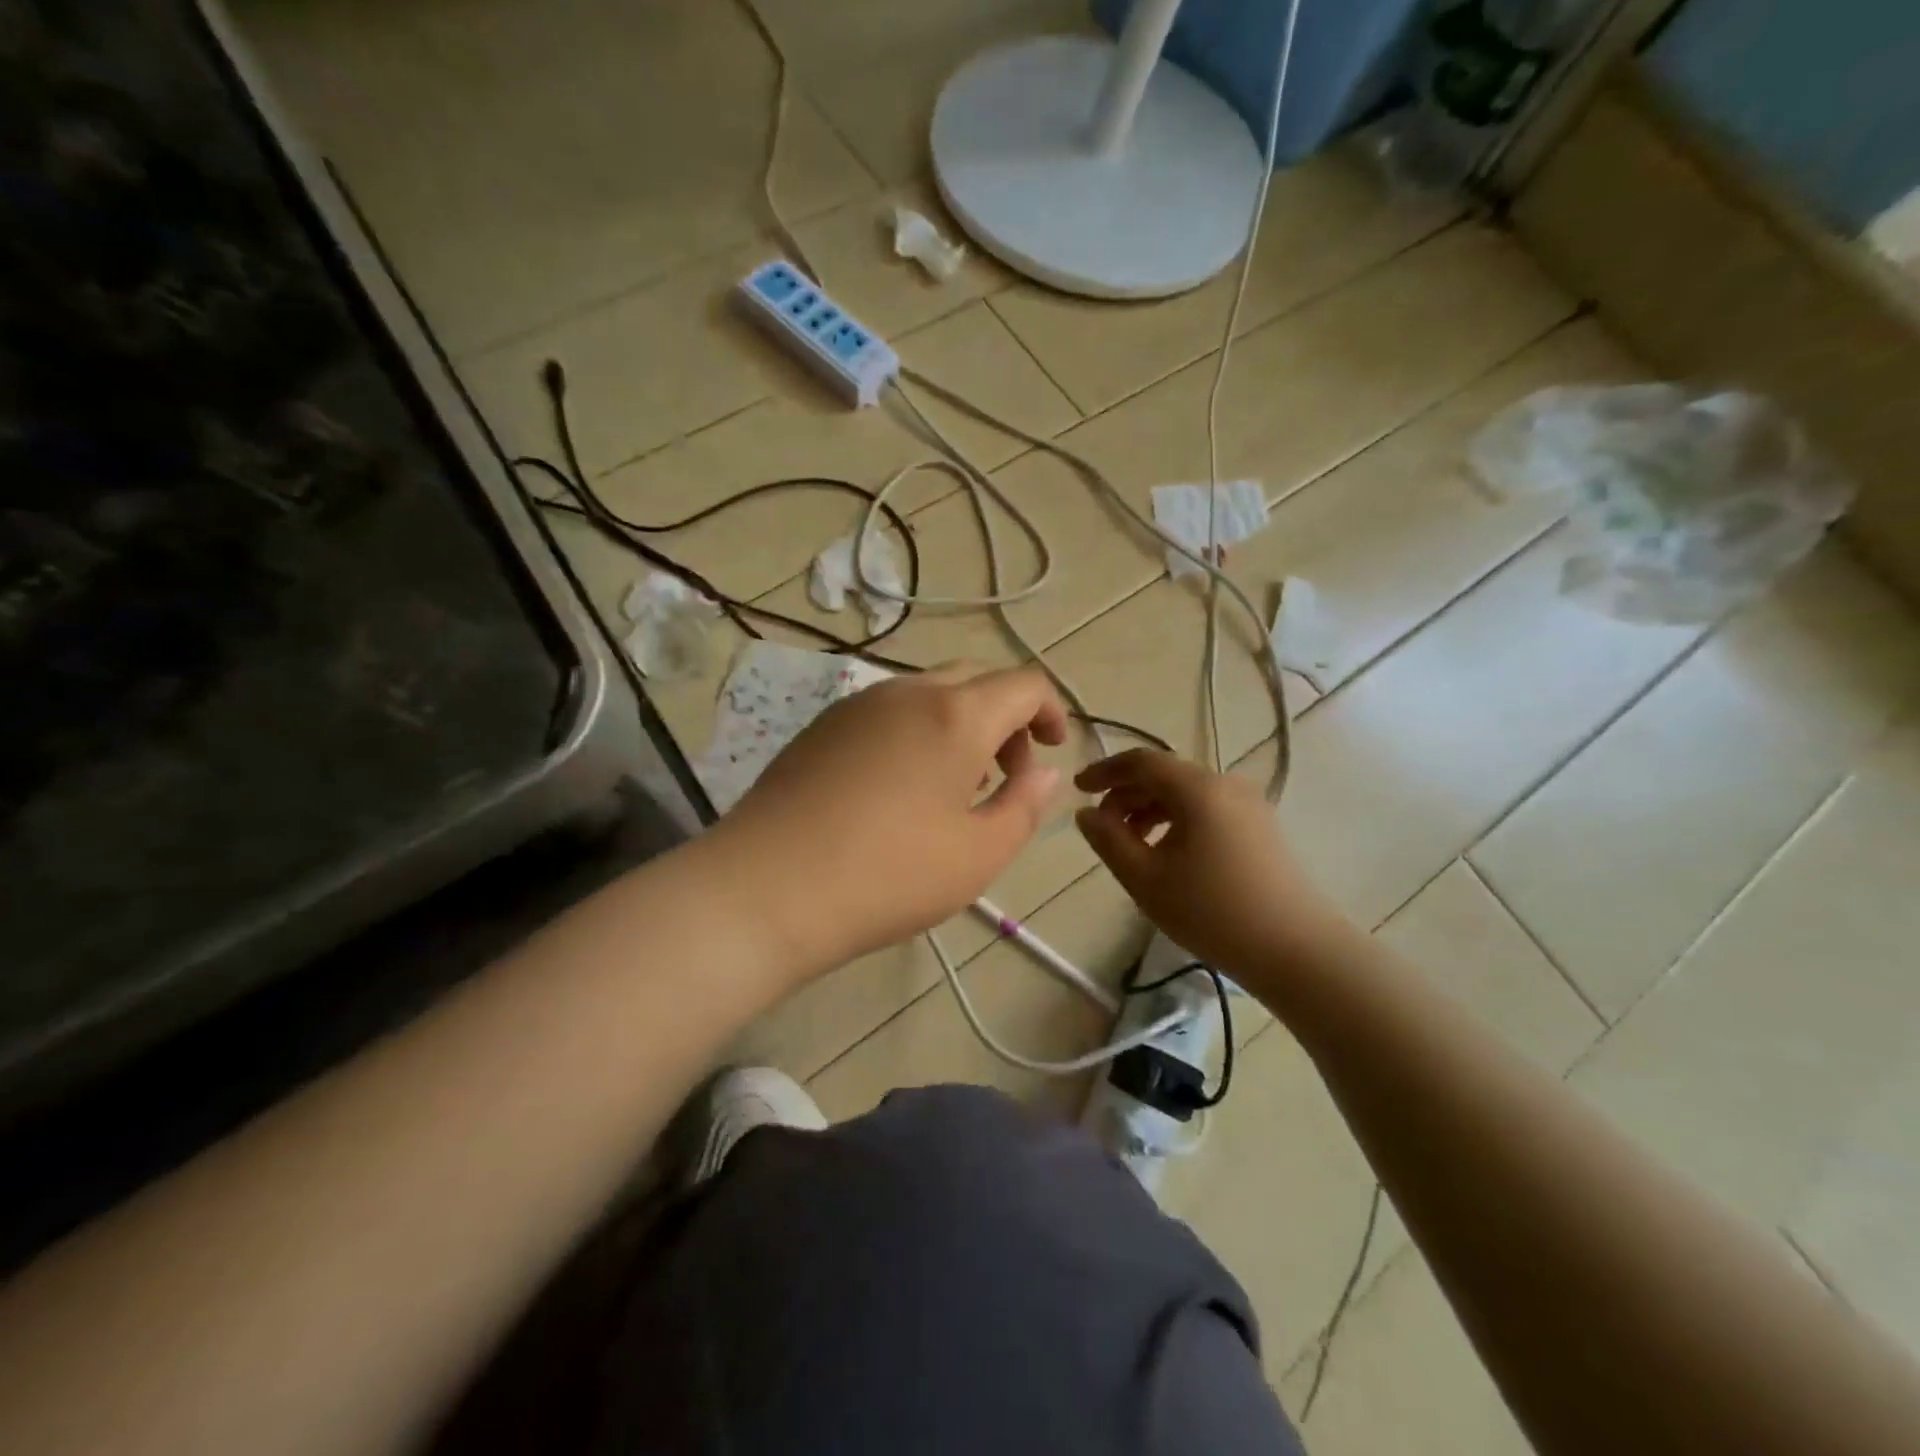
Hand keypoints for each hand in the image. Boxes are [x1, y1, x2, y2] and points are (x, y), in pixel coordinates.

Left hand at [718, 664, 1068, 976]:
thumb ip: (1023, 805)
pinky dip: (918, 732)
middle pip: (975, 680)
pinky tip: (902, 787)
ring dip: (960, 725)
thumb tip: (1043, 773)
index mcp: (955, 714)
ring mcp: (857, 704)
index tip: (1053, 750)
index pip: (1023, 684)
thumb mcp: (978, 854)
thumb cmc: (888, 875)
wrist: (767, 888)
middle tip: (1006, 773)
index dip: (1051, 711)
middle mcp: (907, 692)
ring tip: (956, 786)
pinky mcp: (822, 725)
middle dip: (1006, 718)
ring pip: (929, 693)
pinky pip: (888, 712)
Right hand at [1074, 749, 1351, 983]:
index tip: (1078, 789)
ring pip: (1186, 793)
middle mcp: (1226, 784)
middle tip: (1101, 826)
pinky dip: (1177, 820)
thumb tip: (1086, 813)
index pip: (1141, 761)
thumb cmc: (1212, 912)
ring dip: (1150, 809)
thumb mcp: (1145, 878)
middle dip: (1126, 794)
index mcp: (1198, 788)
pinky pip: (1207, 809)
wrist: (1296, 950)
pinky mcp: (1261, 827)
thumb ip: (1108, 840)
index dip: (1105, 771)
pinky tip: (1166, 853)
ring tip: (1130, 844)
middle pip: (1165, 775)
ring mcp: (1249, 805)